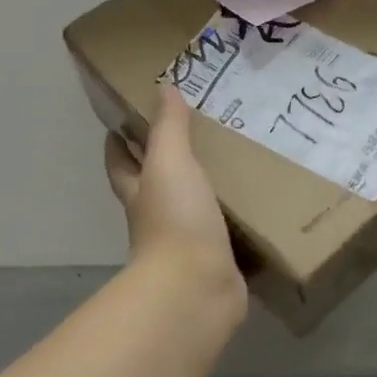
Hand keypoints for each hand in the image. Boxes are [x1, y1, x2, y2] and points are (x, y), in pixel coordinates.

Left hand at [104, 87, 247, 322]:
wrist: (197, 288)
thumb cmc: (176, 220)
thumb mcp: (170, 164)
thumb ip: (169, 128)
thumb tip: (163, 88)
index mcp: (140, 192)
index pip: (120, 162)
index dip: (118, 142)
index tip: (123, 122)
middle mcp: (157, 216)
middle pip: (153, 185)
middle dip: (164, 163)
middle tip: (193, 133)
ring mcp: (186, 241)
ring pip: (192, 207)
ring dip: (205, 190)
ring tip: (234, 162)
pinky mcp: (216, 259)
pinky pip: (225, 232)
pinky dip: (235, 219)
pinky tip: (258, 204)